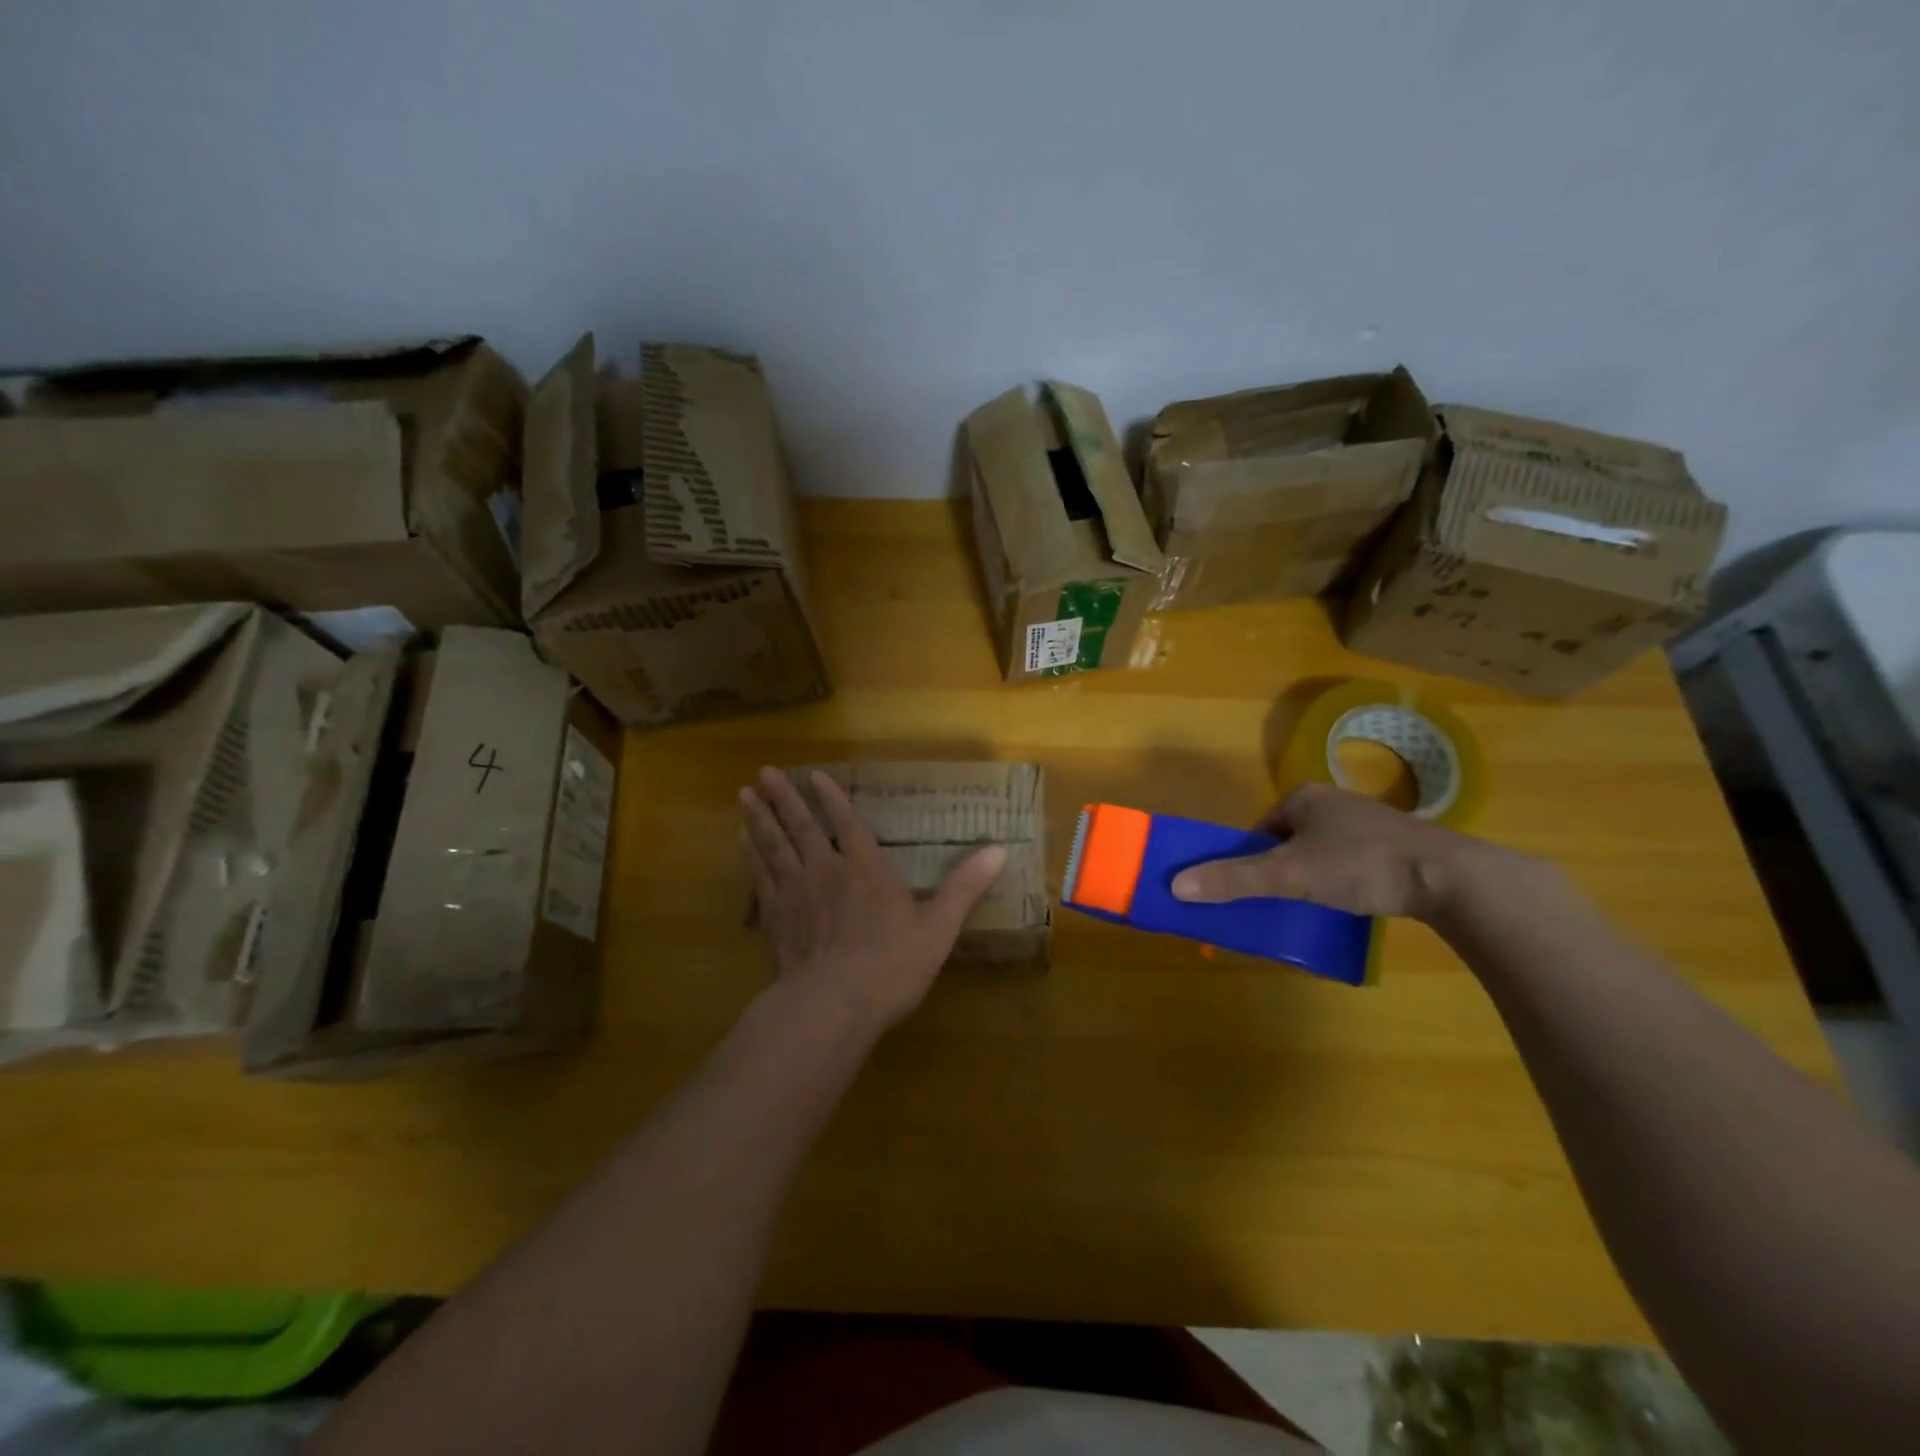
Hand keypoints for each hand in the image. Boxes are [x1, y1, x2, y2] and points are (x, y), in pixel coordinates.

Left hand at [741, 767, 1008, 1031]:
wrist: (832, 1005)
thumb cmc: (891, 966)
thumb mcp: (939, 928)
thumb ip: (965, 887)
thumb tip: (1000, 849)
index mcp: (866, 870)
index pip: (848, 824)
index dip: (832, 798)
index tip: (814, 776)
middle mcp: (826, 871)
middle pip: (801, 827)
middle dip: (784, 798)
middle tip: (763, 772)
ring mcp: (795, 894)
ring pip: (774, 846)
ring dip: (760, 819)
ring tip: (744, 796)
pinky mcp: (775, 919)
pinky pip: (760, 878)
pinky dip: (751, 857)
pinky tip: (742, 845)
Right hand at [1169, 782, 1507, 921]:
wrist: (1451, 878)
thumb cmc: (1360, 864)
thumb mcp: (1290, 874)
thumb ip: (1234, 879)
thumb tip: (1175, 884)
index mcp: (1305, 797)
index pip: (1260, 829)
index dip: (1249, 859)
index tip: (1252, 889)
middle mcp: (1334, 803)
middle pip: (1288, 843)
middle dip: (1280, 872)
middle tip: (1279, 904)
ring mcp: (1368, 825)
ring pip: (1320, 855)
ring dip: (1311, 881)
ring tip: (1312, 910)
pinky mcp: (1396, 849)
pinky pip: (1351, 866)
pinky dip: (1342, 885)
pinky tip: (1349, 906)